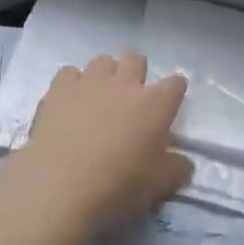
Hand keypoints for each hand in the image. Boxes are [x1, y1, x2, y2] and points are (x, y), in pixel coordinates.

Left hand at [0, 52, 191, 238]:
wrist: (60, 185)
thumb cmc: (117, 185)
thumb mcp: (159, 185)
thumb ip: (177, 168)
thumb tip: (184, 162)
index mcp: (155, 104)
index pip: (176, 84)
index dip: (175, 91)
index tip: (170, 103)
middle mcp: (125, 84)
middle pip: (136, 59)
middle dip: (137, 71)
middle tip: (132, 95)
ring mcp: (90, 82)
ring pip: (102, 61)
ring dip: (105, 74)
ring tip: (100, 96)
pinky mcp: (59, 89)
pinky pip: (69, 73)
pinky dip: (72, 83)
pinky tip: (70, 101)